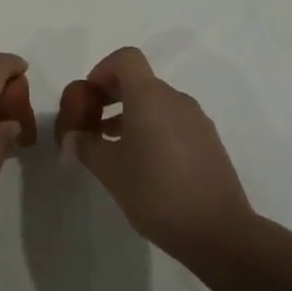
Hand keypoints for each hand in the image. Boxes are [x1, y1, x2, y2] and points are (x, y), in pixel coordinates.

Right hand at [56, 47, 253, 258]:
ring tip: (113, 149)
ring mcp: (197, 121)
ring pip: (157, 104)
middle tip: (92, 126)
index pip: (126, 59)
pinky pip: (174, 122)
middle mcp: (176, 100)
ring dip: (132, 116)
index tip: (89, 98)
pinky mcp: (208, 143)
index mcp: (150, 97)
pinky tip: (143, 165)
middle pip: (140, 81)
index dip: (103, 70)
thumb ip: (86, 146)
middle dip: (112, 97)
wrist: (218, 231)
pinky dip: (153, 130)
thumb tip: (73, 137)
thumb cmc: (156, 192)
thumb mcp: (109, 170)